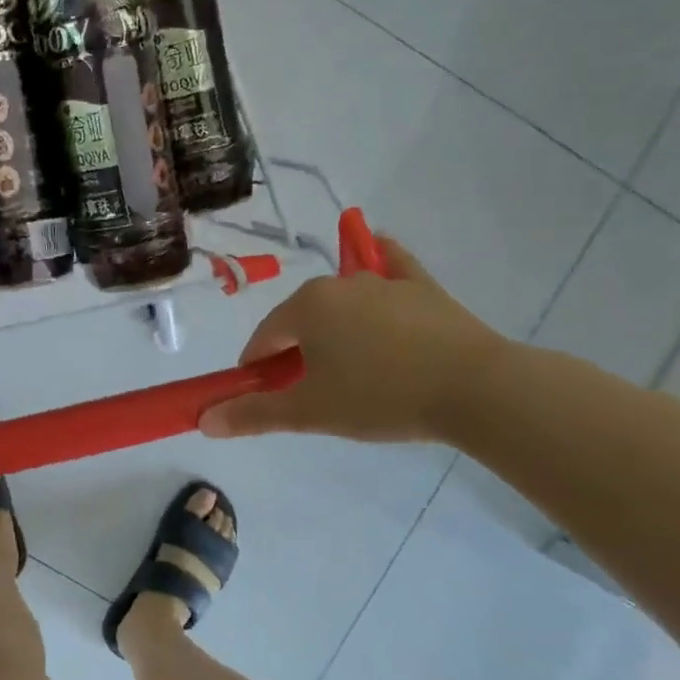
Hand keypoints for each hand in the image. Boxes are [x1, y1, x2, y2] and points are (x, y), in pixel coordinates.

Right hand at [200, 238, 507, 443]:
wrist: (476, 389)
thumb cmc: (380, 397)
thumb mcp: (310, 412)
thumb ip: (253, 414)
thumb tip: (204, 421)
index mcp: (304, 307)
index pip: (263, 340)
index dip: (257, 370)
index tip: (264, 399)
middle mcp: (337, 284)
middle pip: (300, 320)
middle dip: (295, 352)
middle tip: (311, 393)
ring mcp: (383, 281)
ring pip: (341, 303)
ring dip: (332, 329)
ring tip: (350, 368)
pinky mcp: (422, 287)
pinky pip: (391, 268)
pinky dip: (379, 265)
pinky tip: (377, 258)